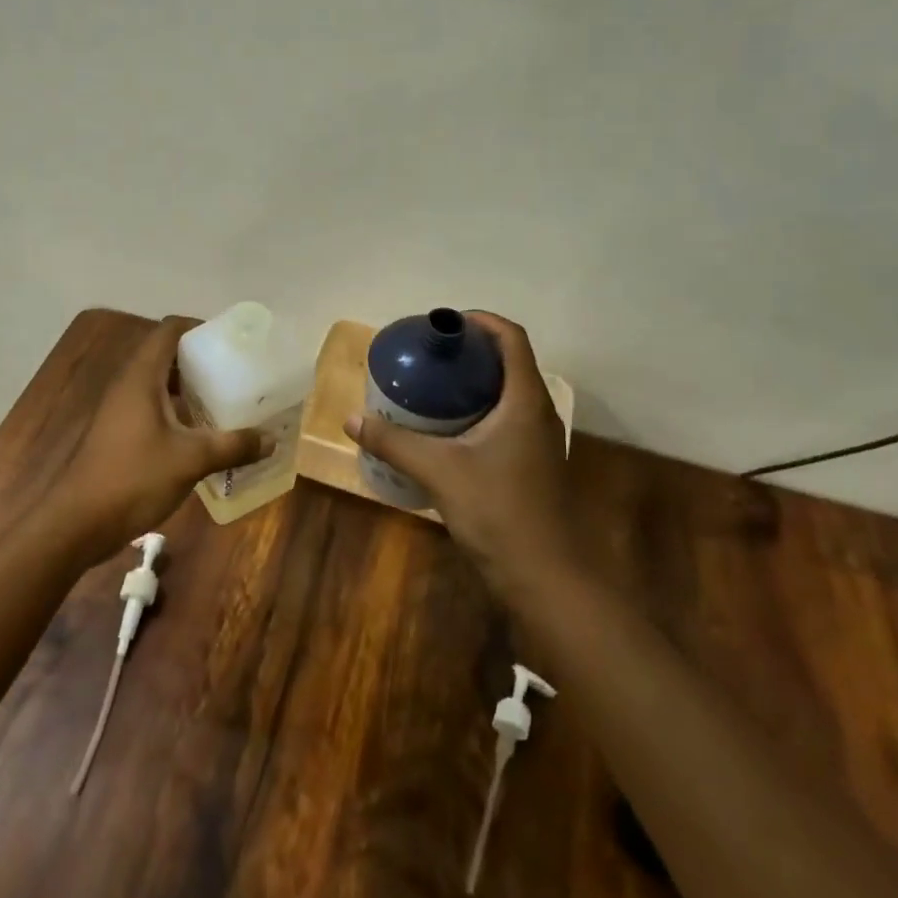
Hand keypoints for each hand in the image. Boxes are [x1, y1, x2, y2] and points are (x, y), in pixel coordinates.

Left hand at [46, 316, 266, 567]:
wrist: (77, 523)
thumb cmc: (133, 478)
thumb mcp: (191, 460)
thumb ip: (233, 446)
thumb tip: (271, 439)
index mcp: (141, 376)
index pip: (169, 330)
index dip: (199, 327)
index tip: (231, 340)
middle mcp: (128, 385)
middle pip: (166, 355)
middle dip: (201, 359)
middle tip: (236, 370)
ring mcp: (120, 410)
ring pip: (160, 385)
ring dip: (190, 388)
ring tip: (226, 399)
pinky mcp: (118, 434)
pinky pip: (153, 408)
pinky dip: (178, 412)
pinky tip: (202, 433)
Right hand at [345, 311, 572, 594]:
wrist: (546, 577)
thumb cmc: (499, 512)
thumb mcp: (439, 471)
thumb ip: (394, 442)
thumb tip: (351, 419)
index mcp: (525, 400)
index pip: (511, 338)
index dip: (480, 321)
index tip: (443, 324)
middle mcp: (537, 412)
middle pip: (508, 362)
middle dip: (469, 352)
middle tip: (428, 356)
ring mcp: (538, 440)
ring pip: (506, 393)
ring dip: (473, 383)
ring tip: (430, 387)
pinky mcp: (531, 464)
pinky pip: (504, 420)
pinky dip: (476, 411)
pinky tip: (444, 430)